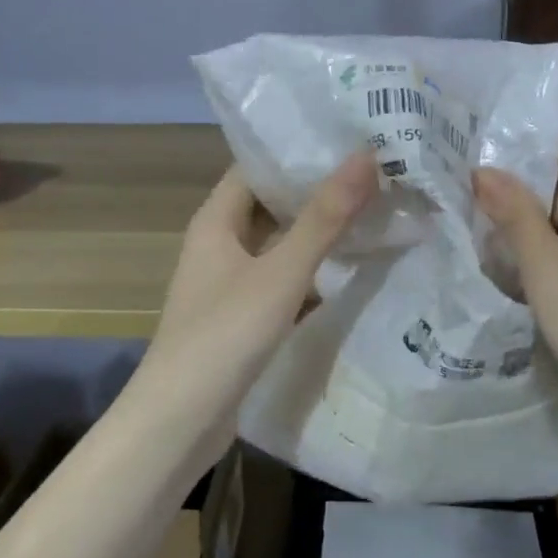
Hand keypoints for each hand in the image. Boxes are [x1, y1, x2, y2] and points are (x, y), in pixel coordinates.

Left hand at [127, 153, 378, 448]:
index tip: (350, 136)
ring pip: (280, 245)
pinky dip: (312, 273)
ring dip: (318, 233)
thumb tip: (365, 155)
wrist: (180, 421)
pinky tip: (352, 271)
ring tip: (375, 211)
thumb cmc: (224, 336)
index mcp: (215, 221)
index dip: (298, 150)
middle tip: (377, 172)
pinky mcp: (243, 317)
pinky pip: (282, 281)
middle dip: (318, 191)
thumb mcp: (280, 273)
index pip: (257, 166)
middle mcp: (219, 245)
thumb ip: (324, 218)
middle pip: (271, 205)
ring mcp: (230, 283)